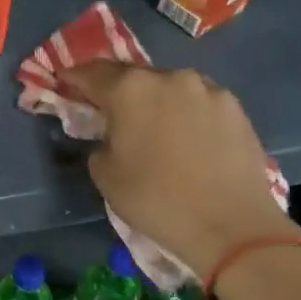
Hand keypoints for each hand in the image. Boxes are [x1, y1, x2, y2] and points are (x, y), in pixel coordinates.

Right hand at [65, 63, 300, 278]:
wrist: (232, 226)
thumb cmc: (156, 200)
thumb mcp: (104, 174)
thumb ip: (99, 142)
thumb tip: (111, 135)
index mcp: (129, 89)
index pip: (90, 73)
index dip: (73, 78)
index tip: (64, 84)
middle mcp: (169, 77)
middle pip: (132, 75)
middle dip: (116, 89)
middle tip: (108, 108)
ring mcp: (207, 89)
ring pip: (169, 86)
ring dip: (154, 99)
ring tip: (153, 125)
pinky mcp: (236, 108)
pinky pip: (198, 101)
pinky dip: (185, 112)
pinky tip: (185, 136)